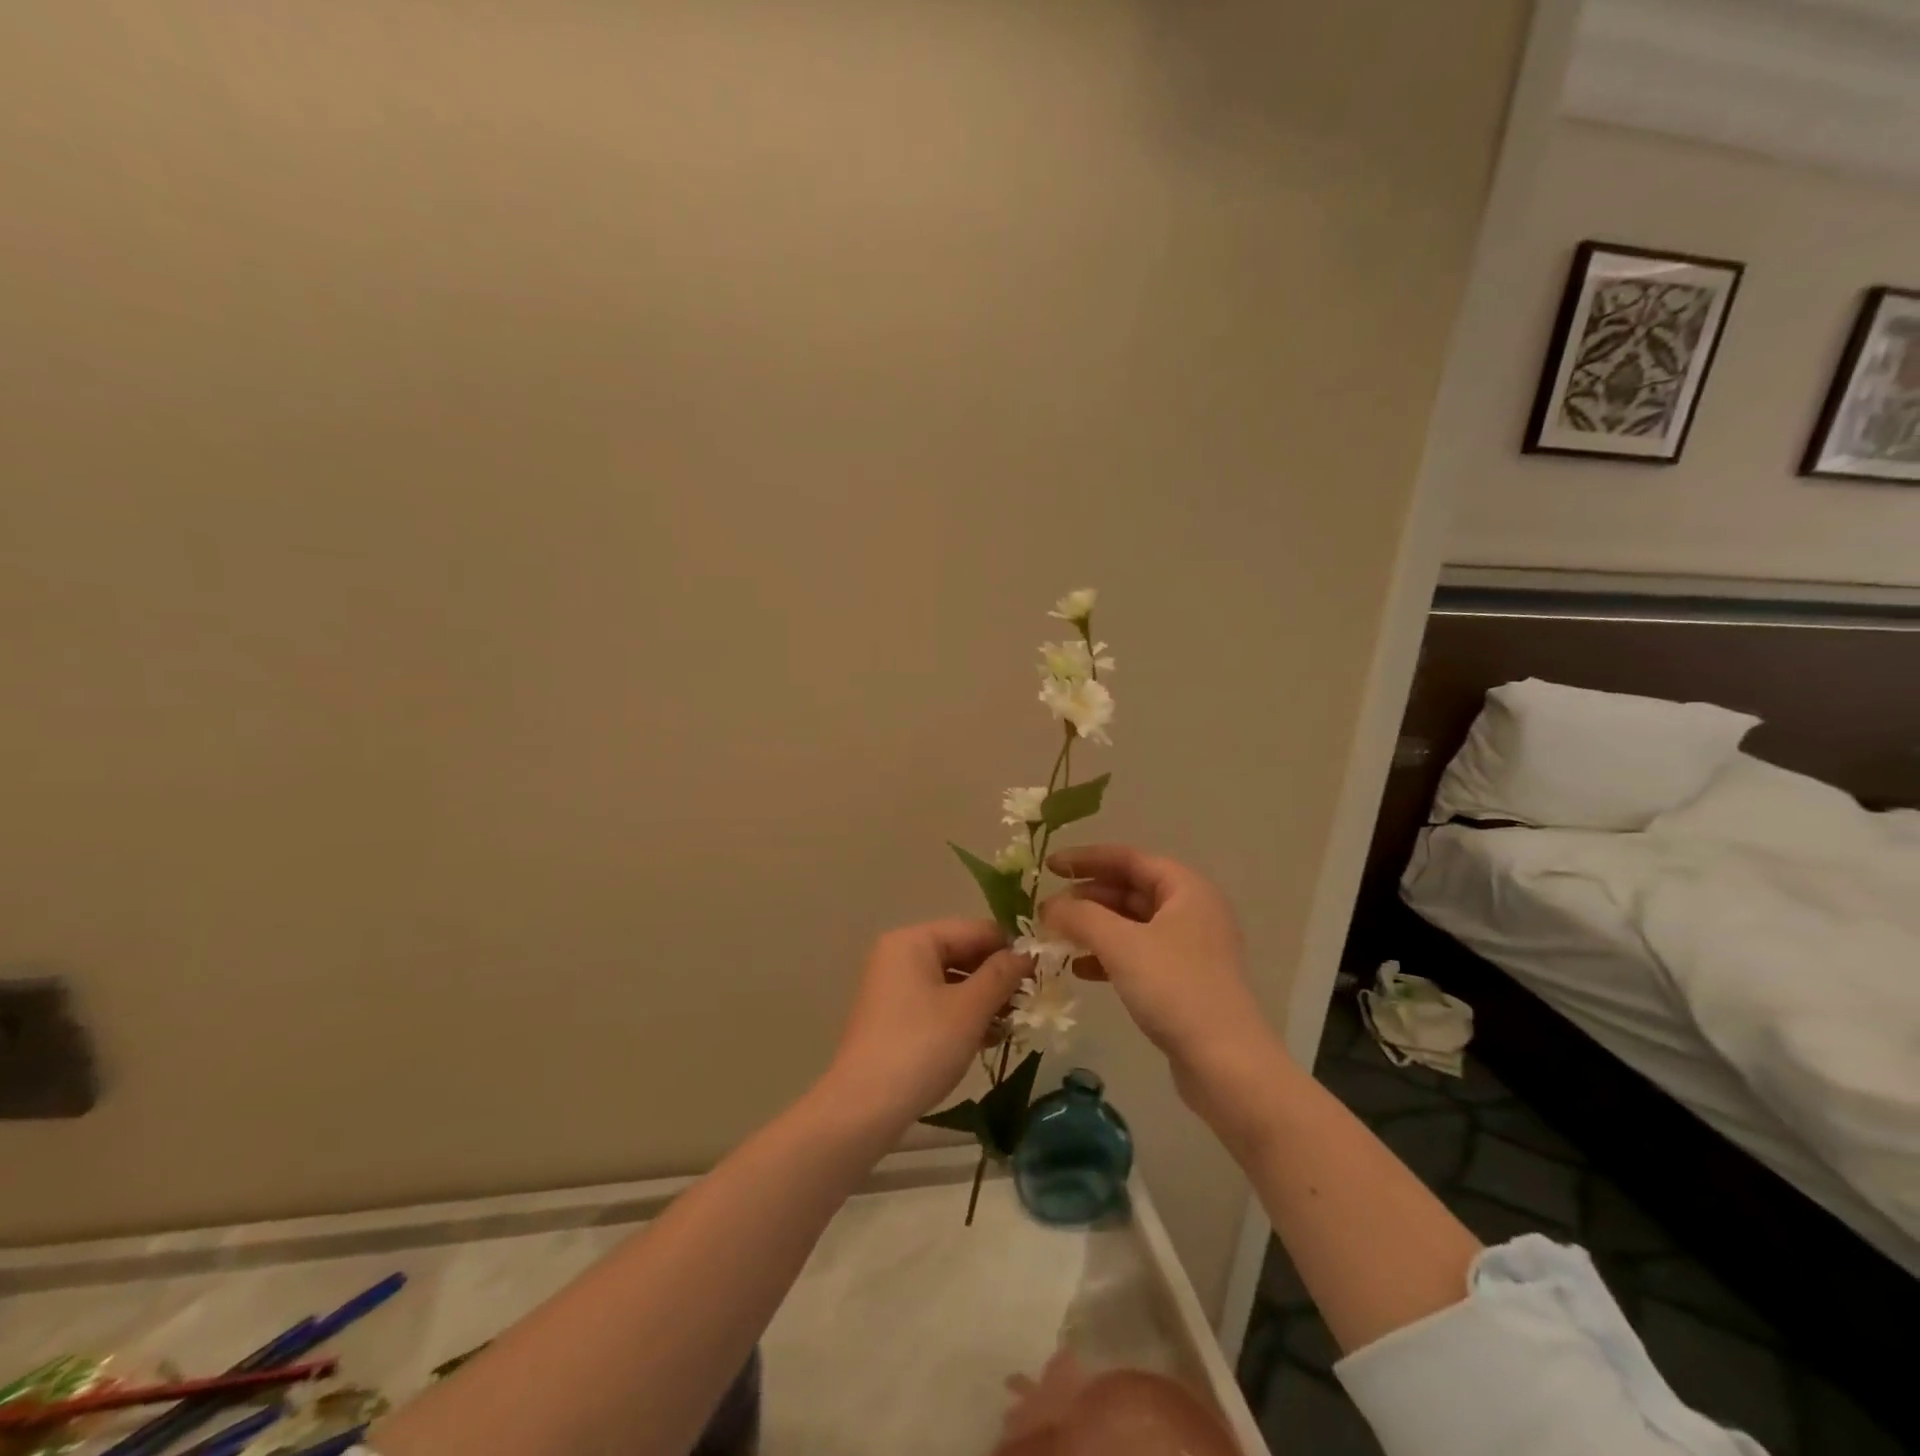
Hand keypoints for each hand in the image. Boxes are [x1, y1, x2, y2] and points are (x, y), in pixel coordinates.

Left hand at [819, 919, 1026, 1131]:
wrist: (864, 1108)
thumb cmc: (921, 1047)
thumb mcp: (970, 1009)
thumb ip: (1002, 975)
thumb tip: (1028, 954)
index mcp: (914, 941)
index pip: (975, 930)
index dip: (1010, 949)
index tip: (1043, 973)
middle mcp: (900, 955)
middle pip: (962, 953)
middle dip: (997, 977)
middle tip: (1031, 1002)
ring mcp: (894, 986)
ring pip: (952, 981)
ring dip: (984, 999)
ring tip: (1014, 1024)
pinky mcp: (894, 1016)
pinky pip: (937, 1002)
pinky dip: (963, 1015)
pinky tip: (989, 1038)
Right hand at [1040, 845, 1275, 1083]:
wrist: (1226, 1065)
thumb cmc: (1175, 989)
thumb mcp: (1121, 944)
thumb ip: (1080, 916)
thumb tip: (1048, 906)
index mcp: (1186, 889)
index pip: (1129, 858)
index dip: (1087, 858)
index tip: (1050, 866)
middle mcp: (1191, 911)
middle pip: (1130, 889)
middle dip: (1087, 896)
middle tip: (1048, 909)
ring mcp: (1189, 948)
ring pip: (1131, 924)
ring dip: (1093, 927)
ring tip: (1058, 937)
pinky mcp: (1182, 981)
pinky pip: (1137, 954)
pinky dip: (1107, 955)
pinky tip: (1080, 969)